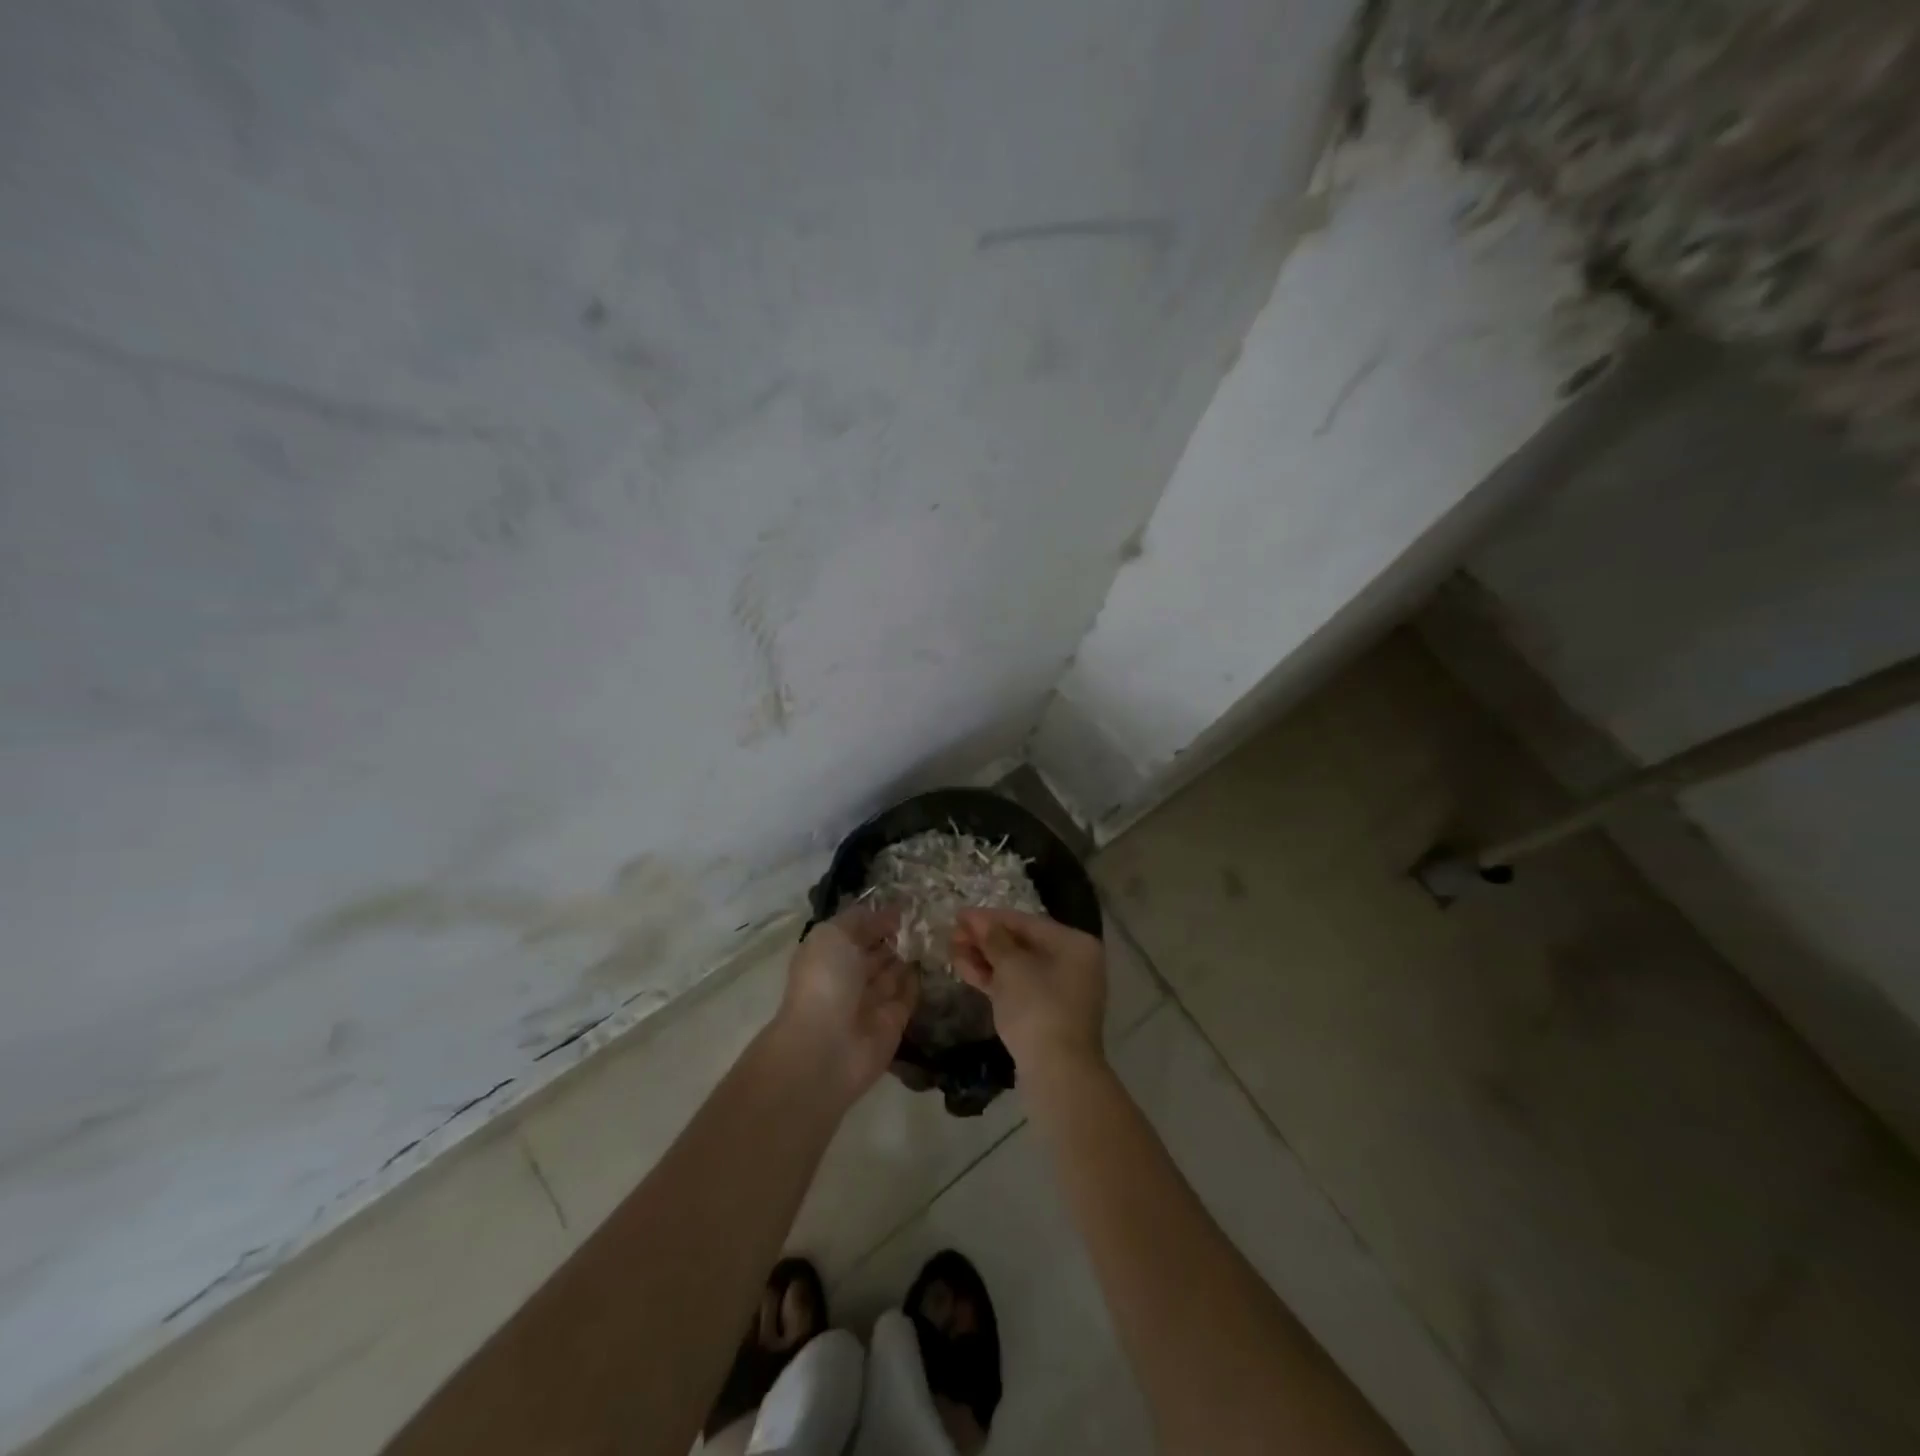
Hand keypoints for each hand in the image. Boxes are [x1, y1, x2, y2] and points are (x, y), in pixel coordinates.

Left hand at [771, 907, 917, 1104]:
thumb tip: (884, 913)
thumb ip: (857, 920)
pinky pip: (908, 996)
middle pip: (875, 951)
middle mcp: (848, 976)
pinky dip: (918, 980)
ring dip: (909, 955)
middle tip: (926, 917)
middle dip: (896, 935)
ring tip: (935, 933)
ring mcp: (870, 1001)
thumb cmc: (825, 981)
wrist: (826, 1047)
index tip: (905, 903)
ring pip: (893, 972)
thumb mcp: (832, 935)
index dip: (877, 917)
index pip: (856, 930)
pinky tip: (935, 960)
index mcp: (828, 954)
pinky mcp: (893, 1022)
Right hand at [951, 909, 1106, 1077]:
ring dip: (985, 958)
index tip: (959, 915)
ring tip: (951, 949)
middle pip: (1022, 943)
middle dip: (986, 938)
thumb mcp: (1012, 968)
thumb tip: (979, 921)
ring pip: (1016, 966)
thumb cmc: (1038, 1008)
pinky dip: (993, 978)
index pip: (1027, 922)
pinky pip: (1017, 986)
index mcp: (1074, 944)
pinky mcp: (1044, 1013)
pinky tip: (964, 968)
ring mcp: (1059, 990)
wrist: (1058, 1073)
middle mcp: (1072, 962)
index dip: (990, 917)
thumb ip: (994, 939)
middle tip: (952, 934)